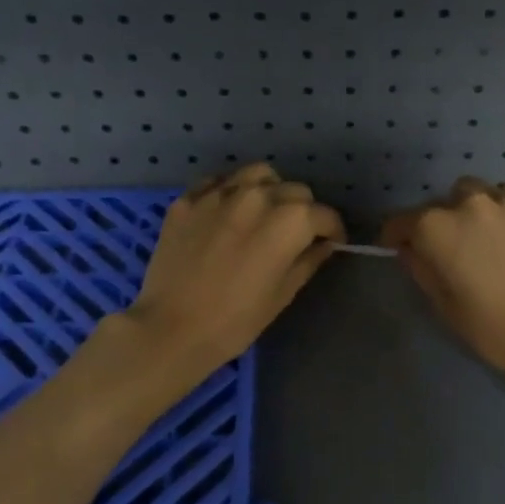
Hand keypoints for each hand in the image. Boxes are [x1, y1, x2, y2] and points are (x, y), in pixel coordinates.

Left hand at [122, 164, 345, 378]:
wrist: (171, 328)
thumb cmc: (235, 321)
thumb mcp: (282, 294)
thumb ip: (307, 261)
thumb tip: (323, 245)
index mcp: (288, 221)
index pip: (324, 214)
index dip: (333, 230)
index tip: (331, 243)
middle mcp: (257, 196)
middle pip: (295, 190)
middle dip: (303, 210)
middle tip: (296, 235)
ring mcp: (219, 193)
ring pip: (258, 174)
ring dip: (269, 190)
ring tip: (264, 213)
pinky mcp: (188, 200)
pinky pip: (219, 182)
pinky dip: (231, 191)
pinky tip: (228, 213)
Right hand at [381, 178, 504, 379]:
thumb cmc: (490, 327)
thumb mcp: (442, 303)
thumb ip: (420, 267)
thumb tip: (411, 248)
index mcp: (436, 227)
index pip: (401, 220)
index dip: (396, 235)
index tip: (399, 247)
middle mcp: (470, 202)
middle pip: (446, 200)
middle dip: (445, 219)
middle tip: (456, 247)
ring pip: (485, 194)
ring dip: (480, 212)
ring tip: (493, 239)